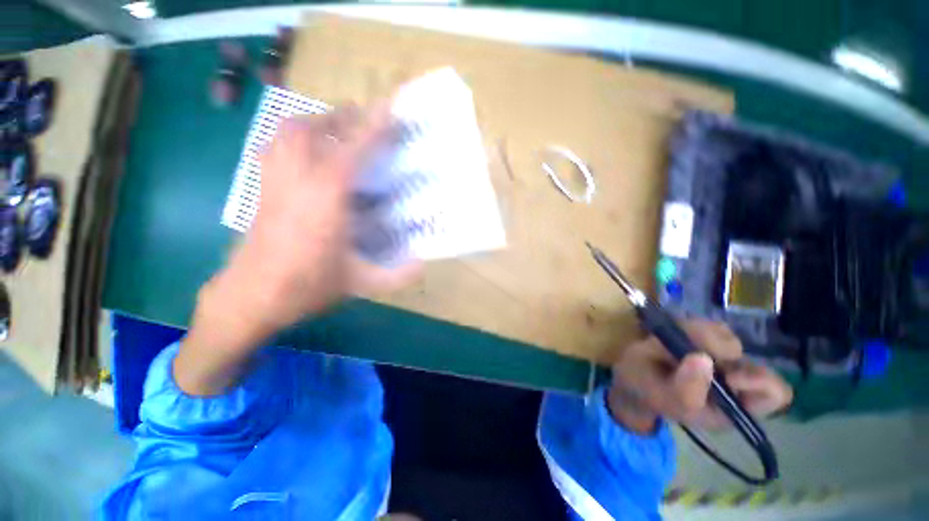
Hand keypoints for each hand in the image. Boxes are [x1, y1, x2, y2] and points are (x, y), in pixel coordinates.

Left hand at [221, 104, 419, 332]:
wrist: (251, 297)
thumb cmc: (306, 287)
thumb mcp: (360, 283)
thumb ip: (397, 275)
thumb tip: (423, 264)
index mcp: (326, 199)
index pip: (352, 151)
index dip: (373, 128)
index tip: (390, 109)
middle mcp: (299, 181)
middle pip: (313, 129)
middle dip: (342, 117)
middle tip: (365, 118)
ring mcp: (275, 181)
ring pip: (288, 132)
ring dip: (315, 121)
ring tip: (337, 127)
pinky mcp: (262, 189)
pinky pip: (274, 147)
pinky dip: (292, 138)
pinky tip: (305, 150)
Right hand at [606, 320, 792, 433]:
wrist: (632, 376)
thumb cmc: (649, 393)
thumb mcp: (663, 399)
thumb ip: (684, 389)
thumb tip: (704, 358)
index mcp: (732, 406)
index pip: (774, 394)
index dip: (757, 381)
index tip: (726, 375)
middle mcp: (733, 380)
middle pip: (748, 356)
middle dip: (717, 350)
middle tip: (689, 350)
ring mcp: (719, 357)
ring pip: (726, 336)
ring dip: (698, 335)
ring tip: (670, 344)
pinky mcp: (703, 338)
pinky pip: (708, 324)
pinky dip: (690, 326)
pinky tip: (673, 335)